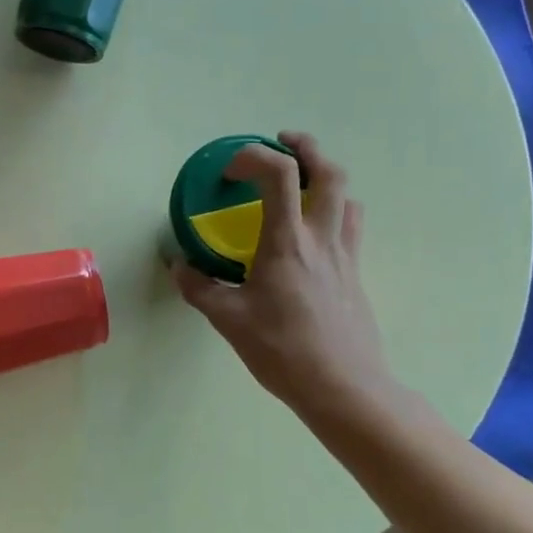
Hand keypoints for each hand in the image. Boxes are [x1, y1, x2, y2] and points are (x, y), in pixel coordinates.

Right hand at [172, 132, 402, 420]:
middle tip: (281, 145)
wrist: (343, 387)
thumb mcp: (229, 321)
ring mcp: (345, 255)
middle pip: (330, 172)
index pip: (280, 173)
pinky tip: (312, 234)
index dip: (253, 156)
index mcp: (287, 242)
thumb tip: (177, 265)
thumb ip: (199, 288)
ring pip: (347, 196)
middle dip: (305, 148)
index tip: (229, 171)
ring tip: (300, 186)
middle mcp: (321, 238)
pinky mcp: (355, 274)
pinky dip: (333, 211)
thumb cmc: (282, 351)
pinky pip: (350, 226)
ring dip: (324, 178)